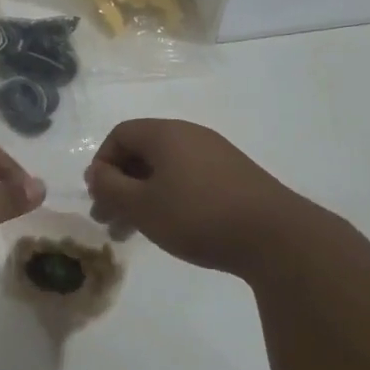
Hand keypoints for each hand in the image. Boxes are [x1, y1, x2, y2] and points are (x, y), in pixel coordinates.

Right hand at [85, 119, 301, 277]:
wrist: (274, 236)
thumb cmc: (197, 215)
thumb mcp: (142, 205)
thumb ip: (110, 187)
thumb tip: (95, 172)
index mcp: (165, 133)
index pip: (120, 134)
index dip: (102, 163)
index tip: (99, 197)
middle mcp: (190, 134)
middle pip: (142, 151)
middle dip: (121, 184)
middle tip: (110, 221)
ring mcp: (215, 154)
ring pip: (165, 168)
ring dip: (143, 195)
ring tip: (136, 232)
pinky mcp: (234, 176)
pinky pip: (189, 178)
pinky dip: (170, 197)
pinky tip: (172, 226)